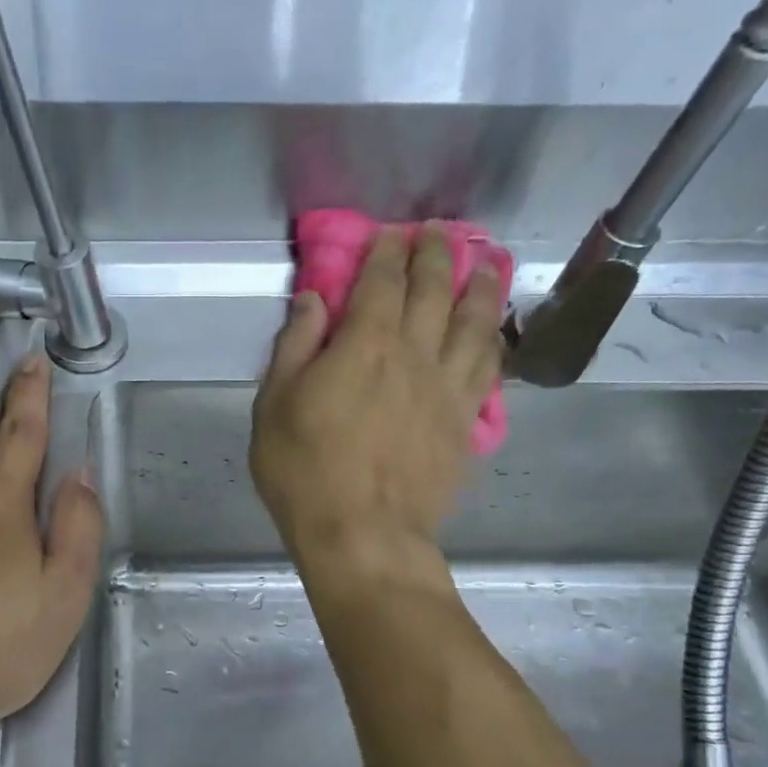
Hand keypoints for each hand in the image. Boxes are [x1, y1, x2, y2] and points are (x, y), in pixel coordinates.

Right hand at [250, 226, 503, 573]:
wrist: (363, 534)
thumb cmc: (304, 471)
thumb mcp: (274, 406)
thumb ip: (294, 347)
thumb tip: (314, 299)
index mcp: (365, 346)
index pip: (382, 282)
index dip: (387, 252)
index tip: (391, 233)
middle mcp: (415, 354)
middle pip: (434, 290)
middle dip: (436, 254)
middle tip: (439, 232)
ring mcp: (447, 388)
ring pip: (475, 323)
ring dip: (481, 286)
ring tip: (487, 263)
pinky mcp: (465, 422)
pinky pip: (488, 369)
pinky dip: (493, 341)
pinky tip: (493, 332)